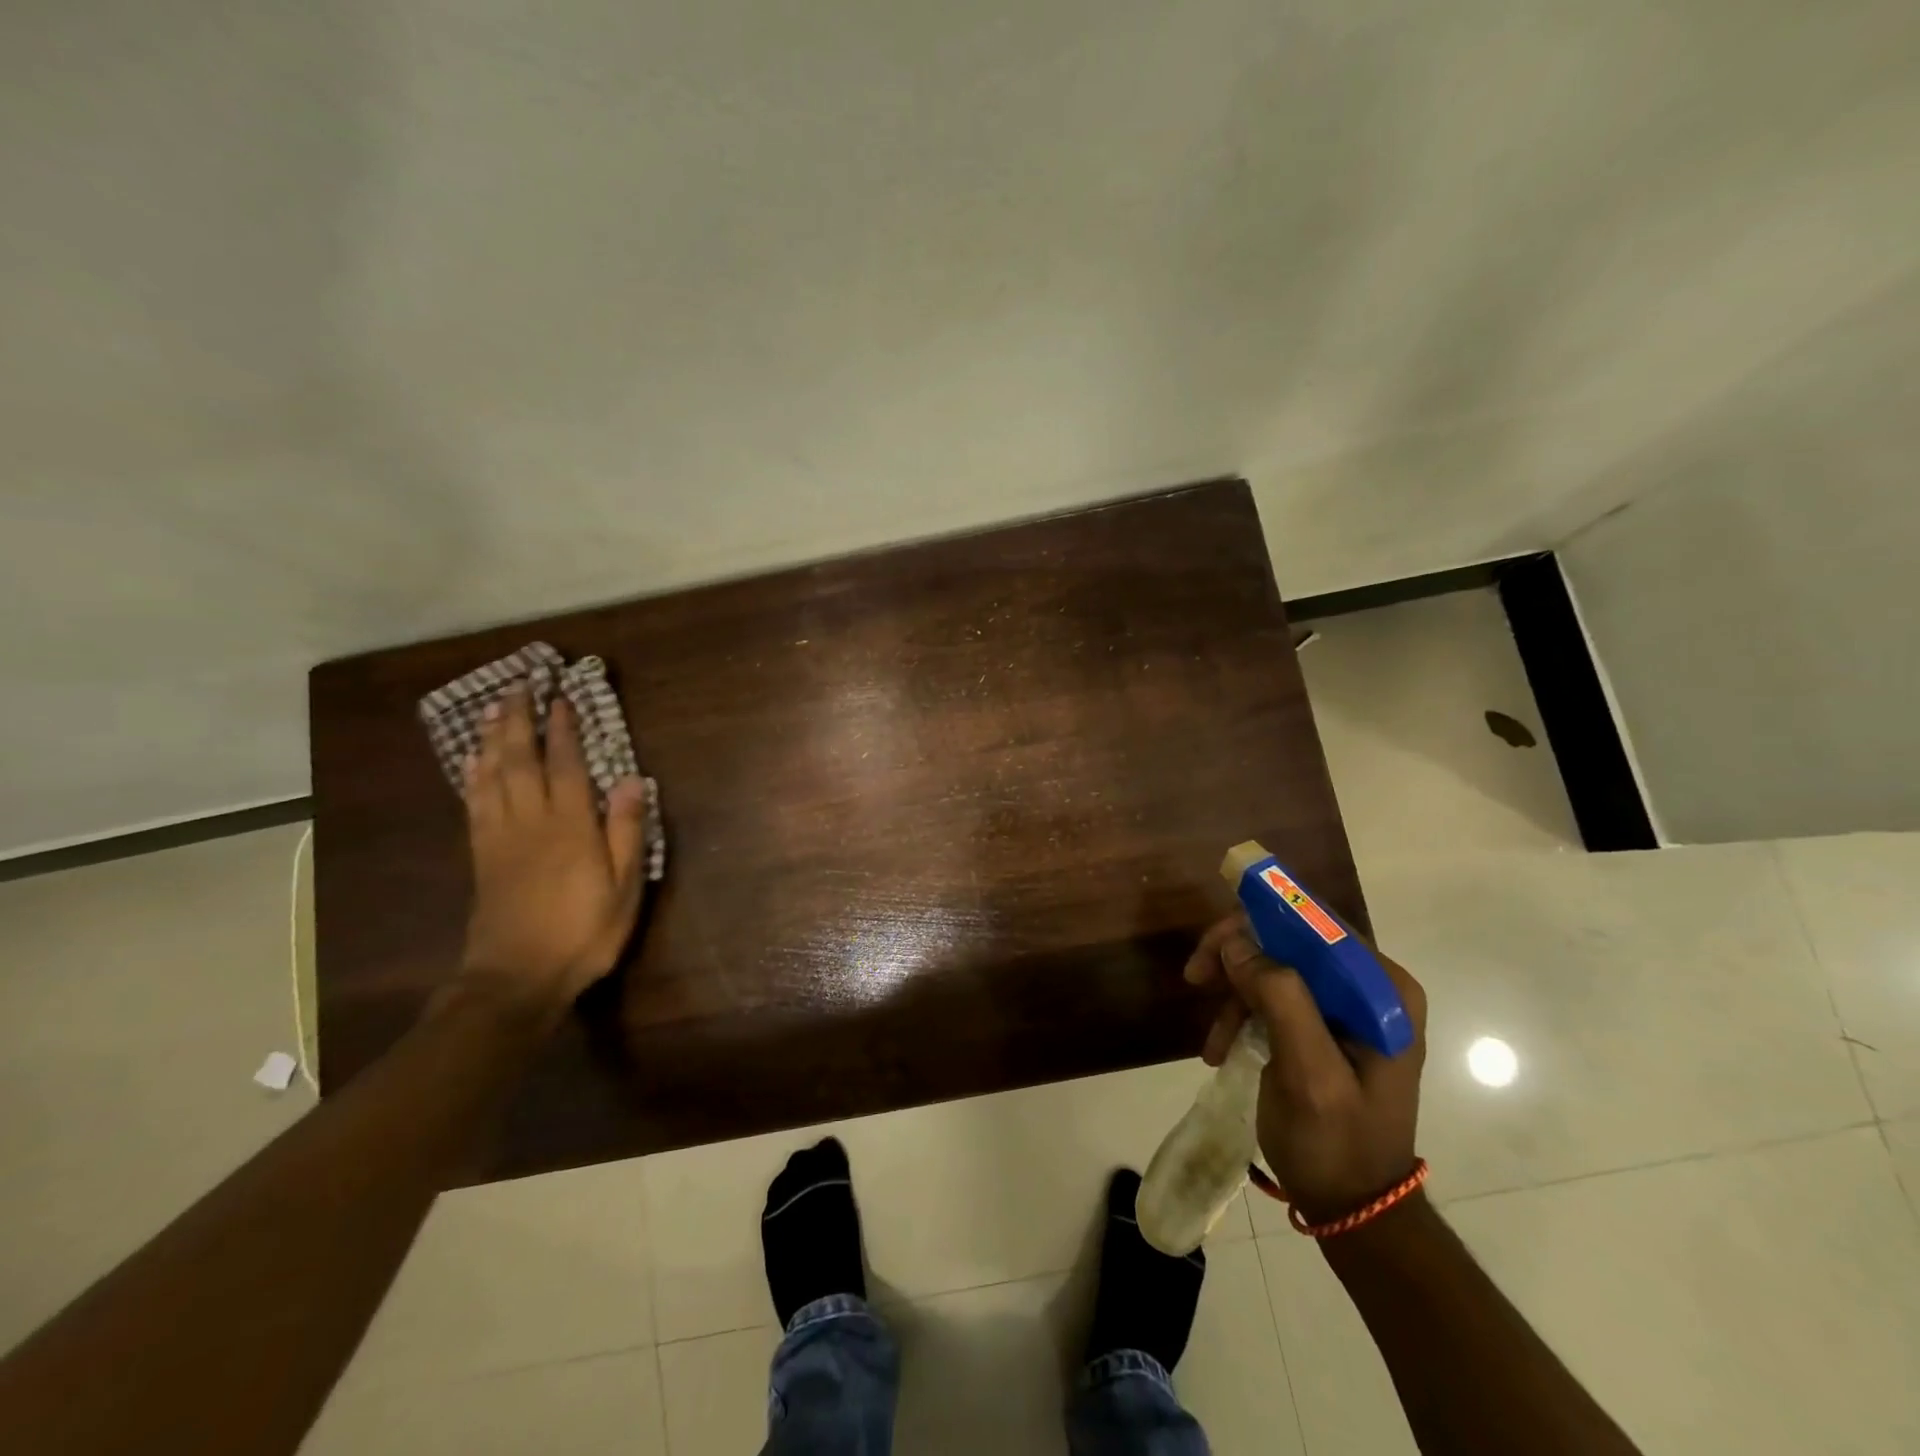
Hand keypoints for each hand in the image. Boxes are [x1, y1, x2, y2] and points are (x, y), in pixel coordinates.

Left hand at [457, 688, 649, 1018]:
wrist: (516, 978)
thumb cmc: (583, 932)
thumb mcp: (623, 887)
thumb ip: (627, 831)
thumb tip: (633, 780)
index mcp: (570, 827)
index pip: (566, 765)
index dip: (563, 730)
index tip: (560, 699)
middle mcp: (531, 821)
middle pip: (521, 760)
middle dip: (519, 721)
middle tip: (518, 687)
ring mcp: (500, 837)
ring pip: (492, 775)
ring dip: (491, 739)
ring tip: (492, 710)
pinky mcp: (482, 855)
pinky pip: (475, 803)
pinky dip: (473, 775)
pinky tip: (473, 760)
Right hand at [1184, 915, 1427, 1223]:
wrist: (1354, 1210)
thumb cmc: (1337, 1143)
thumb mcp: (1308, 1073)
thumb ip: (1279, 998)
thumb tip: (1236, 941)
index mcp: (1384, 991)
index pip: (1316, 925)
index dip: (1259, 923)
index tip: (1212, 947)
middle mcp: (1371, 989)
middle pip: (1291, 941)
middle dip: (1239, 958)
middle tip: (1195, 977)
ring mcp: (1349, 1008)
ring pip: (1276, 966)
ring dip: (1235, 992)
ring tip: (1210, 1038)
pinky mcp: (1326, 1027)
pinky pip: (1274, 997)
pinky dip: (1243, 1015)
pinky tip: (1220, 1047)